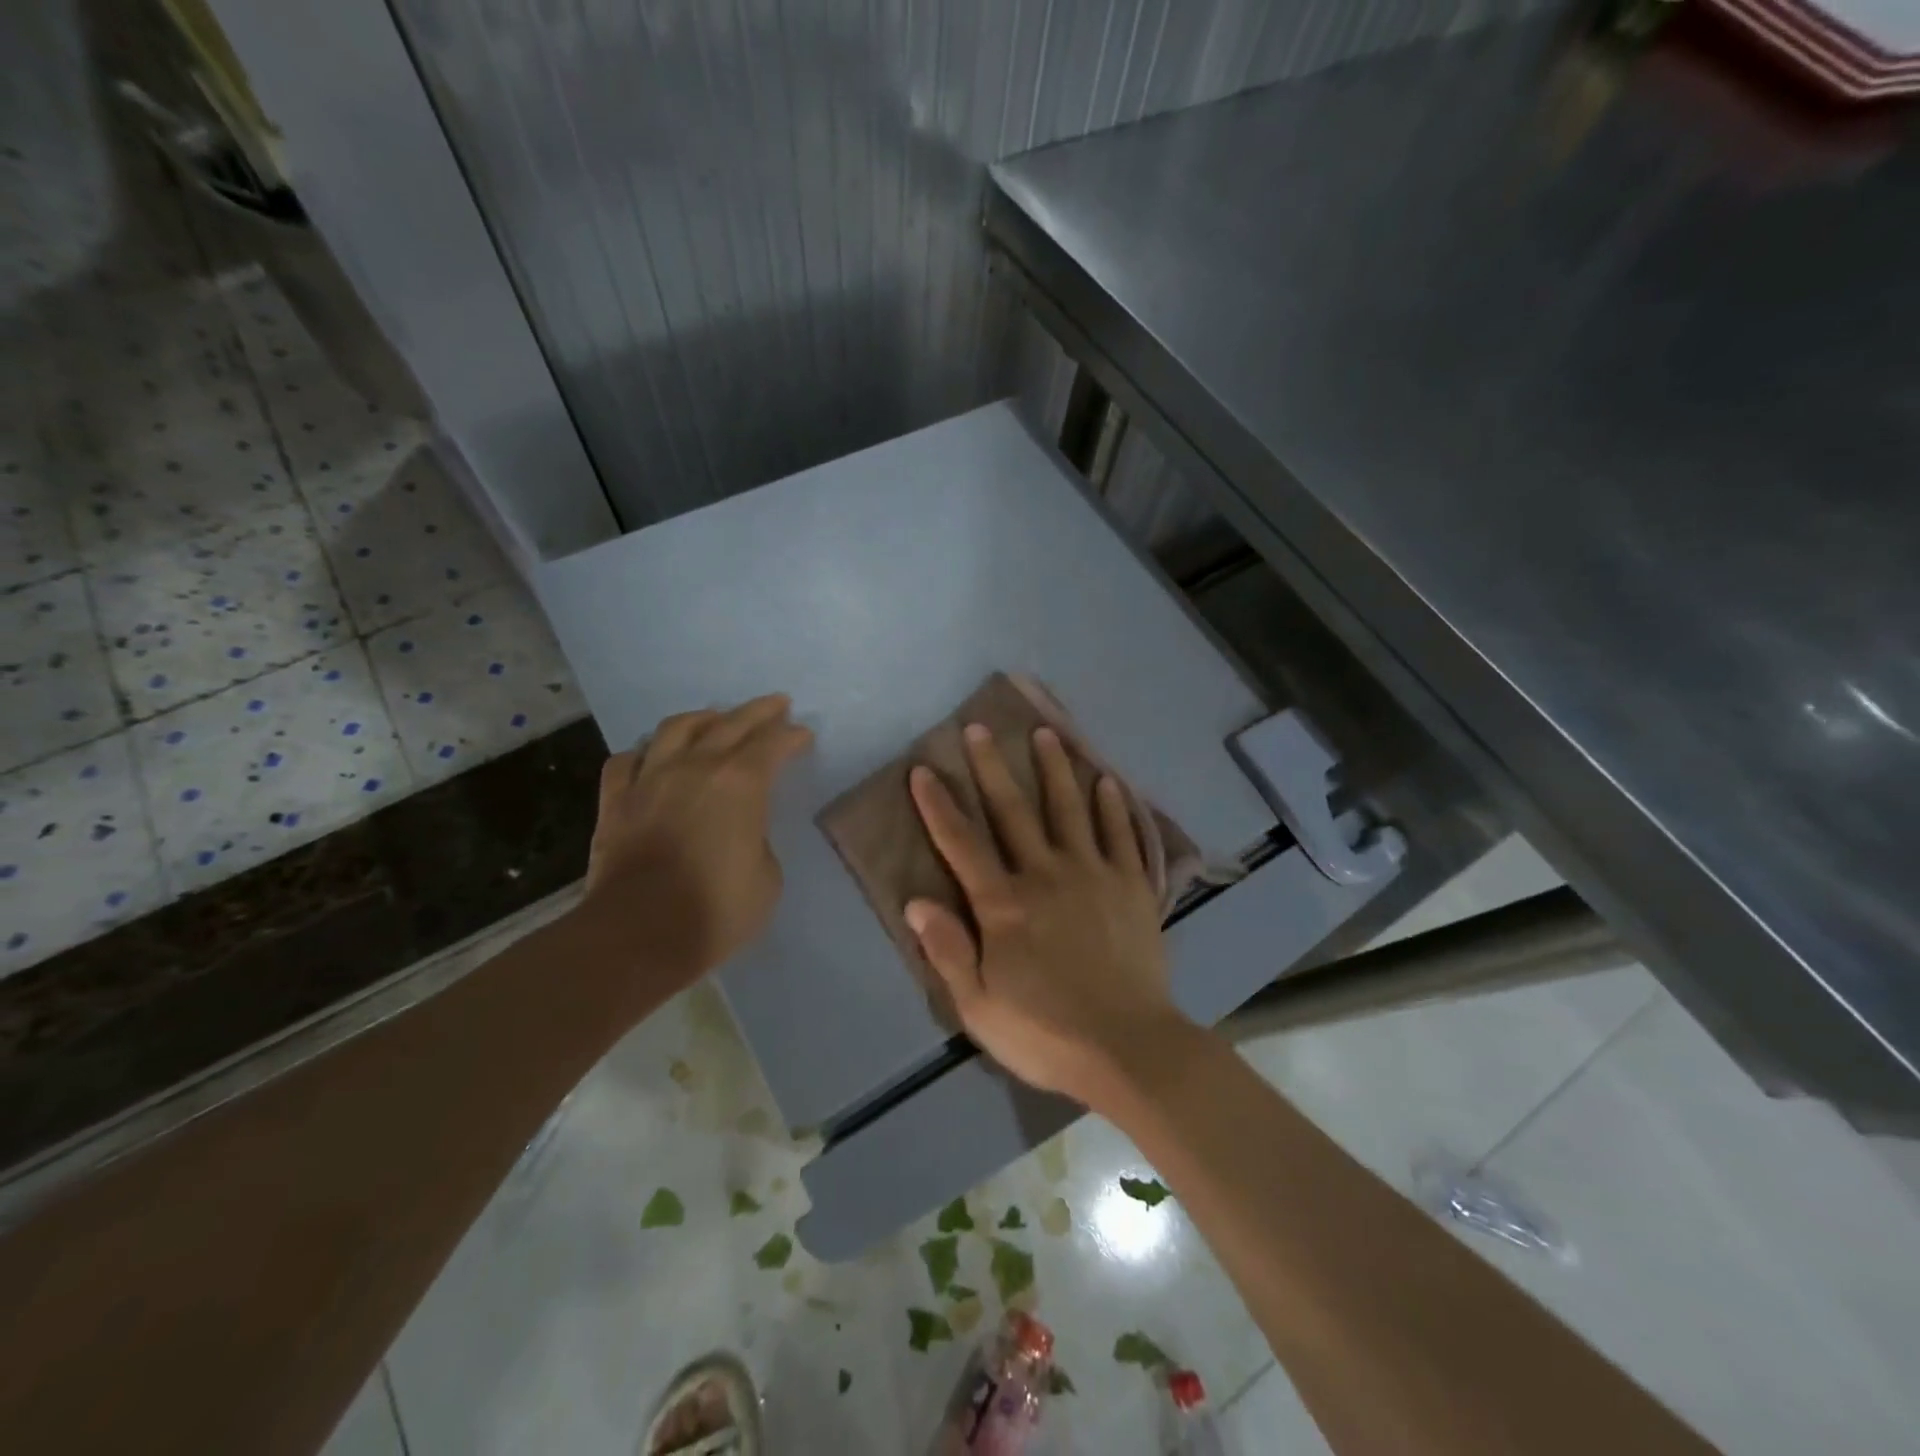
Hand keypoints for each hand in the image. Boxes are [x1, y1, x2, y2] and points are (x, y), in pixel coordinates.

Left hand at [581, 695, 811, 992]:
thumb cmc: (716, 909)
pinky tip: (651, 756)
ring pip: (676, 729)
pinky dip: (644, 753)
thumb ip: (758, 841)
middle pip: (730, 723)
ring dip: (702, 718)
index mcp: (740, 783)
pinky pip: (626, 761)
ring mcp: (650, 779)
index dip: (791, 736)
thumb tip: (742, 833)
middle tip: (776, 704)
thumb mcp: (767, 878)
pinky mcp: (615, 801)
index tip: (803, 734)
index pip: (772, 744)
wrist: (638, 933)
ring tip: (714, 718)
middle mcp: (695, 767)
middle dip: (758, 711)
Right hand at [906, 723, 1189, 1108]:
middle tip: (980, 728)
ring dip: (1056, 768)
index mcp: (1004, 905)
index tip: (923, 769)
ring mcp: (1094, 875)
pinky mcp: (1132, 886)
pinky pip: (1121, 835)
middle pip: (1013, 811)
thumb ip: (948, 951)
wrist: (1129, 1048)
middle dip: (992, 767)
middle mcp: (1046, 875)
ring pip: (1070, 809)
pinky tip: (1107, 781)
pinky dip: (1113, 806)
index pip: (962, 844)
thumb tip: (917, 902)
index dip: (939, 805)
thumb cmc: (1046, 1032)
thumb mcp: (979, 1006)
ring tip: (1046, 733)